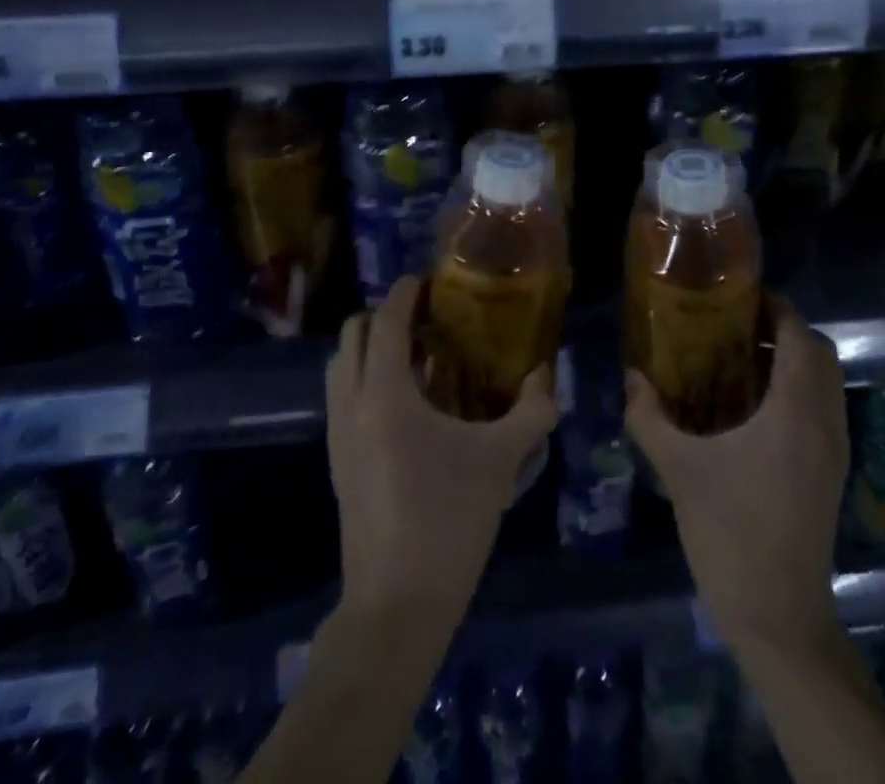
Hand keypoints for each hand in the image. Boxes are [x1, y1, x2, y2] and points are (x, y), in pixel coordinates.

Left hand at [326, 276, 558, 627]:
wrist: (396, 604)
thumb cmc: (449, 519)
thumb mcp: (500, 461)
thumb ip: (531, 411)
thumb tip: (547, 378)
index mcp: (385, 394)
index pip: (385, 322)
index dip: (404, 294)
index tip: (425, 280)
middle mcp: (351, 404)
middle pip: (352, 336)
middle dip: (382, 317)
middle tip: (423, 320)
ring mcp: (338, 435)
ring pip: (340, 367)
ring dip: (369, 349)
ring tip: (415, 357)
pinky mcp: (337, 463)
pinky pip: (343, 398)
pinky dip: (365, 380)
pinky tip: (406, 404)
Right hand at [625, 294, 848, 651]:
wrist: (779, 617)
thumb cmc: (730, 532)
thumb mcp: (679, 469)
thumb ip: (650, 417)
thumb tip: (631, 376)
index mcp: (795, 411)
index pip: (799, 336)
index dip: (776, 308)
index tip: (739, 297)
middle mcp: (825, 422)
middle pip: (820, 353)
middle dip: (784, 330)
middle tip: (736, 326)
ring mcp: (835, 451)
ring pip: (828, 382)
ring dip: (794, 360)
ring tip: (742, 360)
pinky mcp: (832, 474)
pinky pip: (825, 409)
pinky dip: (800, 390)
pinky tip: (756, 408)